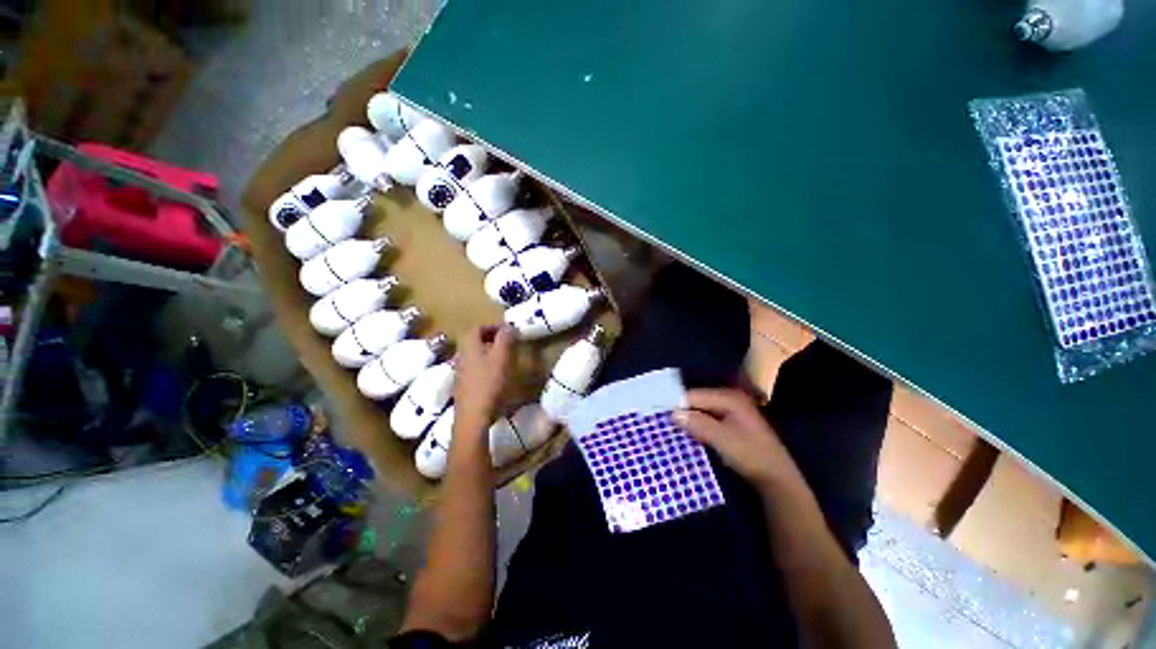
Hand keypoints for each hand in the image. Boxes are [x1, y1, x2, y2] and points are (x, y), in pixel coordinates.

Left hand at [453, 325, 515, 429]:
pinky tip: (495, 376)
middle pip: (475, 340)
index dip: (493, 326)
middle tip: (507, 343)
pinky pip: (474, 368)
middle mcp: (461, 355)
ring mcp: (460, 371)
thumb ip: (505, 338)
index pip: (478, 327)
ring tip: (504, 359)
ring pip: (474, 355)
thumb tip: (509, 326)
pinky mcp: (462, 385)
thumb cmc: (489, 382)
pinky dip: (485, 365)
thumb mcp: (501, 357)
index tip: (508, 331)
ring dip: (488, 352)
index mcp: (469, 345)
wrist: (473, 415)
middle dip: (491, 339)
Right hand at [674, 388, 805, 492]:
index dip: (676, 404)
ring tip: (669, 427)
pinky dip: (695, 426)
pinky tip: (685, 433)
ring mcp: (729, 412)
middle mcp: (728, 399)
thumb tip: (672, 413)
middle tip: (661, 420)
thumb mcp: (723, 439)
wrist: (777, 479)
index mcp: (729, 398)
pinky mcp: (729, 424)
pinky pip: (706, 420)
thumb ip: (698, 424)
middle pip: (696, 401)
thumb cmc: (751, 455)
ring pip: (700, 411)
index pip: (694, 396)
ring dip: (687, 420)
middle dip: (681, 411)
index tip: (658, 412)